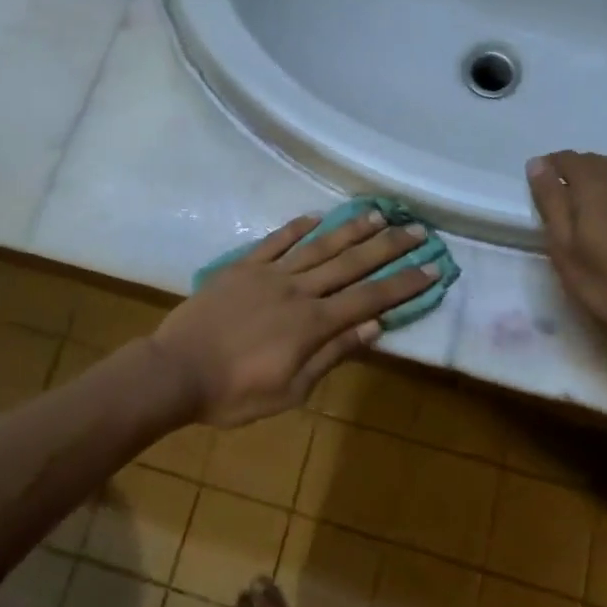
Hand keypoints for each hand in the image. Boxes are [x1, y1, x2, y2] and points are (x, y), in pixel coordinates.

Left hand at [152, 209, 438, 427]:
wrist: (175, 371)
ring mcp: (269, 274)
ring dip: (351, 229)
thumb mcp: (291, 390)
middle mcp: (298, 290)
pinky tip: (316, 216)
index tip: (432, 268)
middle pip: (350, 264)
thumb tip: (373, 328)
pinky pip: (275, 241)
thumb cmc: (234, 393)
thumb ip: (332, 355)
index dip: (402, 284)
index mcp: (312, 323)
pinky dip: (297, 227)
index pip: (368, 298)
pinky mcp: (242, 267)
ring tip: (379, 214)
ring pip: (318, 246)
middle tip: (417, 230)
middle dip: (388, 248)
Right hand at [526, 152, 606, 357]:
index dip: (550, 167)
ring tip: (594, 194)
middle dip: (576, 171)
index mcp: (594, 186)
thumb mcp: (564, 248)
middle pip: (596, 161)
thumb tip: (537, 163)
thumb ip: (551, 202)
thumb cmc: (606, 285)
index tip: (541, 185)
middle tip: (563, 199)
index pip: (567, 160)